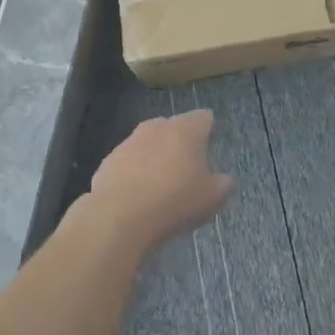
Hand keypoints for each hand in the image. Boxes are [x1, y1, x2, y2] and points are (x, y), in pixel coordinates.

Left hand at [88, 109, 233, 252]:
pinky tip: (137, 197)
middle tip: (186, 172)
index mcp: (186, 129)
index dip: (208, 132)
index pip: (204, 118)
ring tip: (160, 187)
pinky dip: (135, 172)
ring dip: (156, 158)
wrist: (119, 216)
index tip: (209, 152)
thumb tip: (225, 179)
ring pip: (149, 143)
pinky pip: (129, 161)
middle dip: (181, 144)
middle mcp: (157, 126)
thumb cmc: (174, 201)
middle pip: (175, 128)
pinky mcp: (109, 159)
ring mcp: (130, 140)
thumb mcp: (211, 198)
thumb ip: (223, 184)